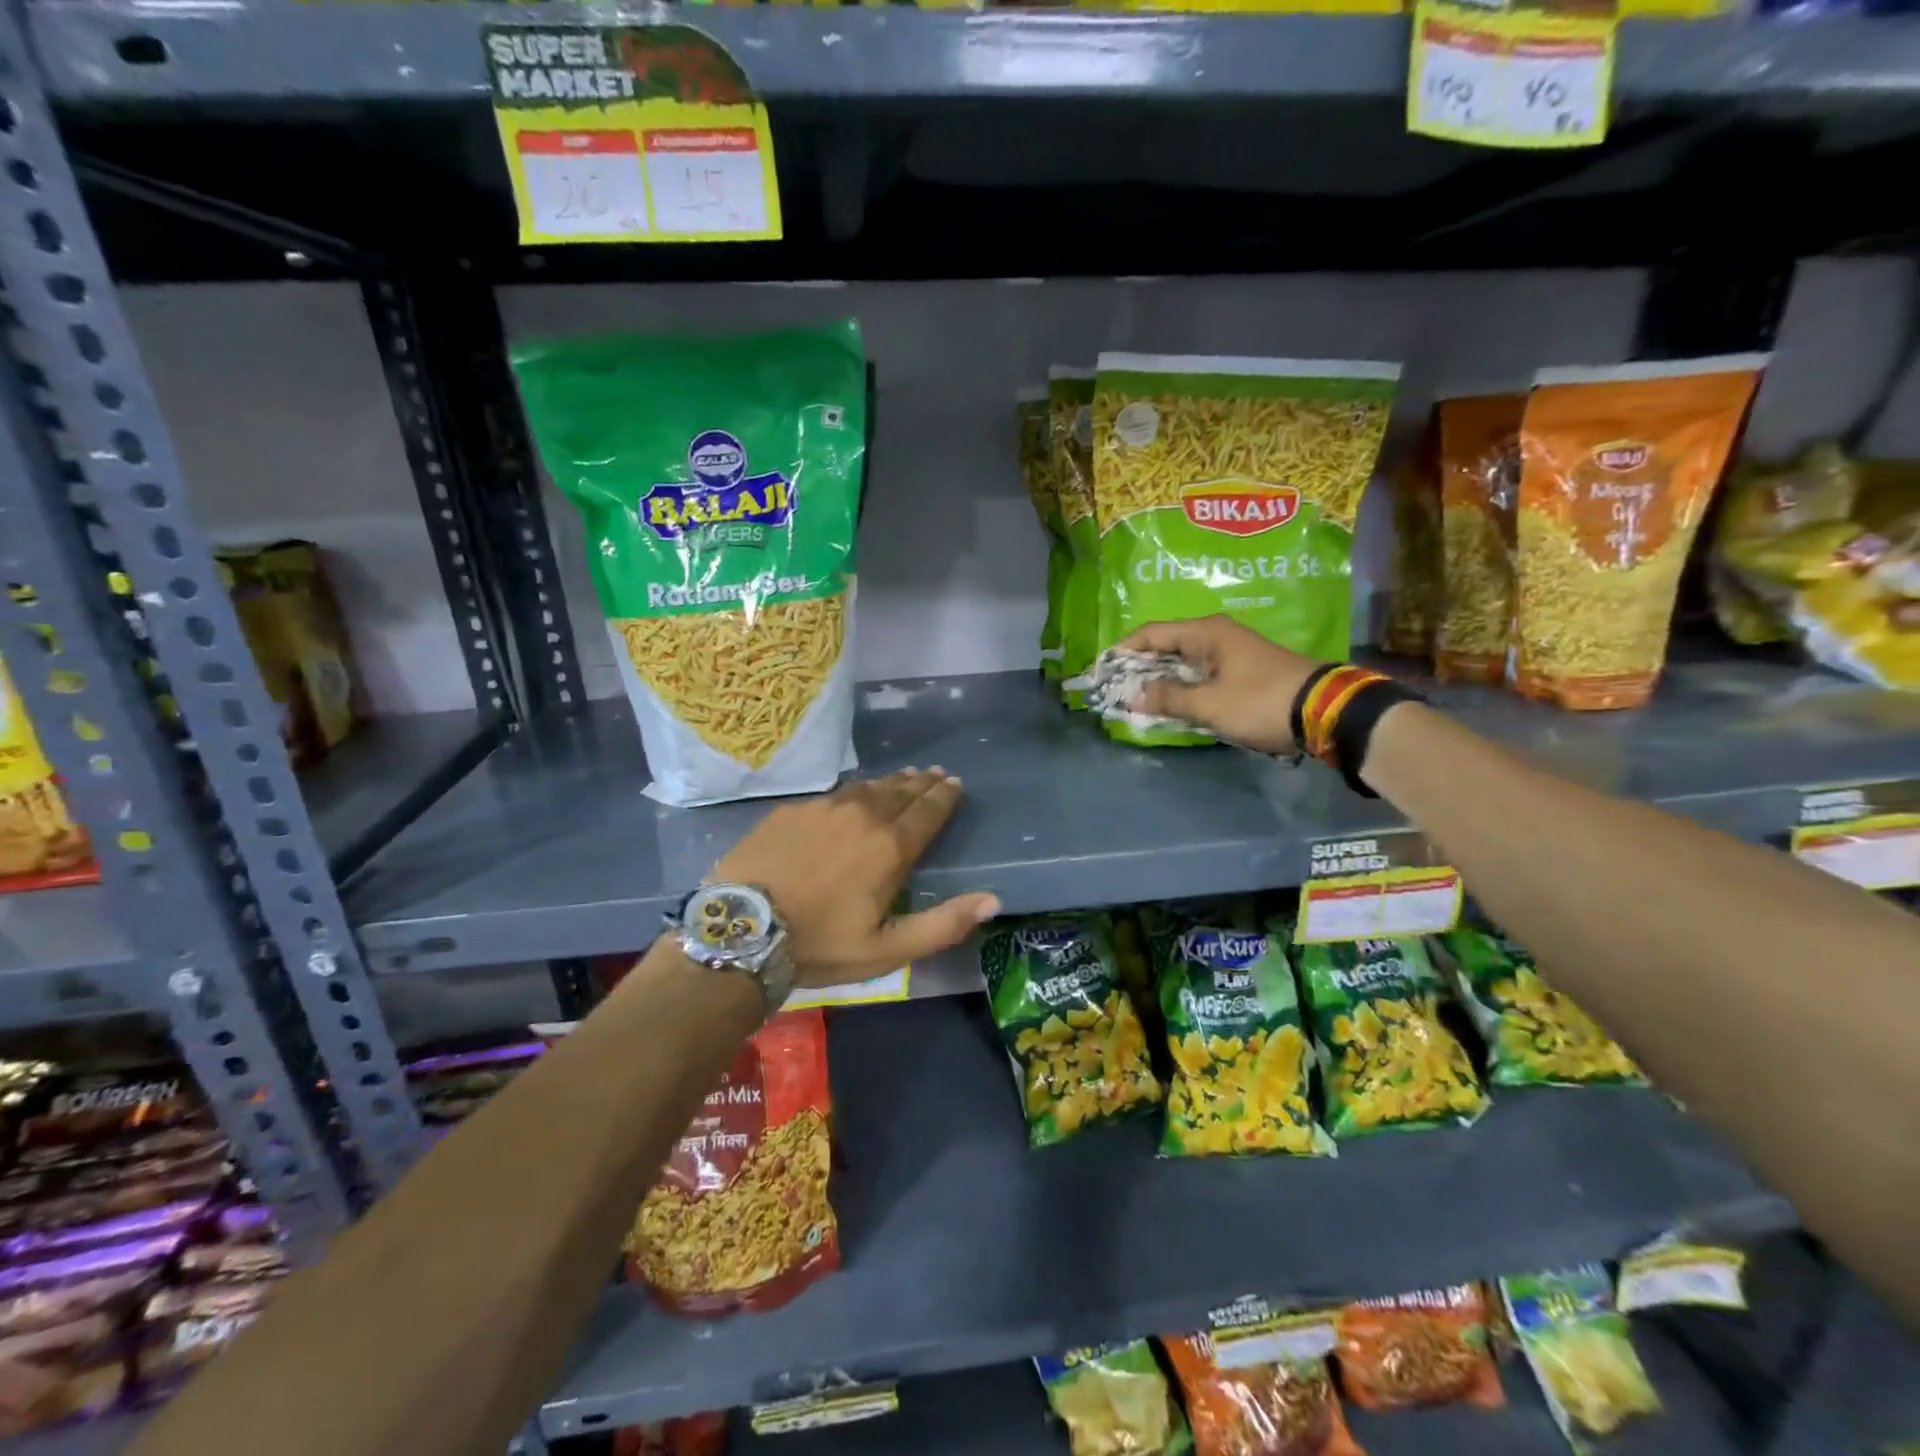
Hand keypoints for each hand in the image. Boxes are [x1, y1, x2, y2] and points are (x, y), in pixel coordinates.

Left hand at [711, 769, 999, 987]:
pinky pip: (833, 795)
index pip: (928, 811)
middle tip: (935, 773)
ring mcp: (823, 808)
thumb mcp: (887, 949)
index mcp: (890, 847)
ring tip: (902, 778)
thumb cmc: (821, 944)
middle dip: (922, 783)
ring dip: (890, 783)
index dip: (945, 796)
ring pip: (867, 788)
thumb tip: (993, 900)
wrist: (741, 928)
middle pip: (901, 792)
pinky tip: (850, 797)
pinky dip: (852, 793)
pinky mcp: (792, 810)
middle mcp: (862, 816)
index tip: (955, 783)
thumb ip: (943, 924)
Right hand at [1117, 616, 1323, 754]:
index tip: (1101, 670)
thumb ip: (1168, 698)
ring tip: (1135, 697)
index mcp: (1206, 632)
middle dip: (1138, 666)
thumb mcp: (1209, 704)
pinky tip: (1170, 702)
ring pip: (1183, 661)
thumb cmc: (1261, 701)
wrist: (1325, 711)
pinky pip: (1200, 673)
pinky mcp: (1243, 670)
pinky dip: (1181, 686)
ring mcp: (1232, 652)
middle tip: (1114, 687)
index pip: (1151, 633)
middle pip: (1166, 645)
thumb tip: (1132, 697)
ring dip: (1160, 679)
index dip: (1123, 650)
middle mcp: (1216, 635)